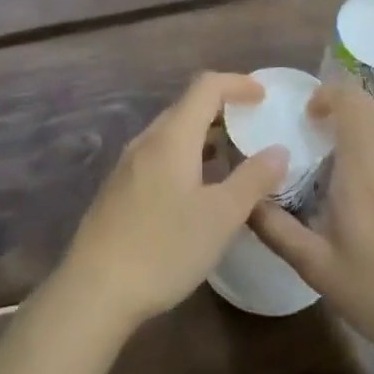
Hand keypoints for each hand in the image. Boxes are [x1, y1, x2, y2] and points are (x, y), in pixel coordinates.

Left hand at [59, 73, 288, 331]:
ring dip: (204, 137)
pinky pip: (160, 156)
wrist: (94, 290)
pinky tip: (198, 190)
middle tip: (253, 128)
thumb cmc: (163, 248)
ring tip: (233, 159)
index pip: (206, 87)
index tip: (264, 96)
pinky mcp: (119, 189)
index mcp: (172, 137)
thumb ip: (253, 180)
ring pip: (172, 134)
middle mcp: (147, 141)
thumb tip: (279, 150)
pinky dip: (187, 157)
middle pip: (187, 107)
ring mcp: (128, 165)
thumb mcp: (220, 217)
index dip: (237, 83)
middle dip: (223, 110)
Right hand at [250, 82, 373, 371]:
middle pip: (368, 119)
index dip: (328, 95)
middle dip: (339, 127)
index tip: (307, 118)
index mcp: (365, 165)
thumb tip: (247, 200)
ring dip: (362, 152)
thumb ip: (276, 228)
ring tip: (343, 193)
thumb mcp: (317, 268)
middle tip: (315, 158)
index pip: (352, 99)